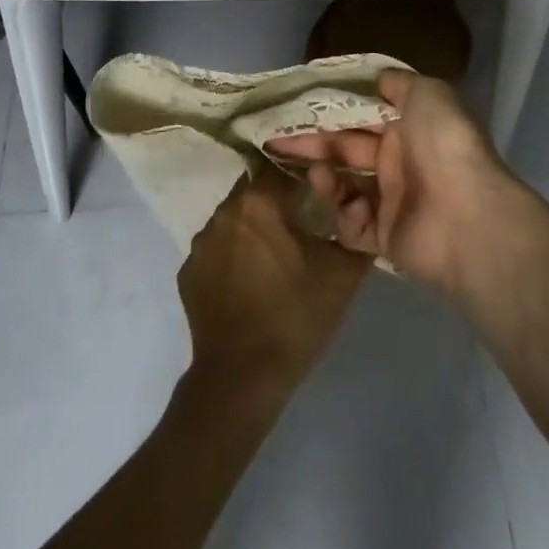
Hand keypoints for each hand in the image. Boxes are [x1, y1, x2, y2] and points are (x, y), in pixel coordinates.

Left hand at [177, 171, 368, 393]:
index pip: (283, 170)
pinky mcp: (187, 272)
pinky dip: (232, 257)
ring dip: (253, 230)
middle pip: (255, 191)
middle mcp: (225, 211)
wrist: (242, 378)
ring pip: (234, 220)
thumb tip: (360, 210)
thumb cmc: (295, 316)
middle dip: (277, 203)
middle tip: (301, 228)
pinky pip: (216, 251)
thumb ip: (355, 231)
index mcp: (260, 201)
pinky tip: (249, 284)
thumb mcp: (343, 274)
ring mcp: (201, 242)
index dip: (303, 181)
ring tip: (275, 259)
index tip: (320, 199)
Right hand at [265, 70, 525, 290]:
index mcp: (407, 127)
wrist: (469, 216)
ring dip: (326, 179)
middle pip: (345, 149)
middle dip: (312, 143)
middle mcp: (398, 162)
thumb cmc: (444, 145)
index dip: (329, 110)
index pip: (360, 115)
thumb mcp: (428, 93)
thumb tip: (377, 77)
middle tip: (276, 140)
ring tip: (319, 175)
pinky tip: (355, 209)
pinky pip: (354, 227)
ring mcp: (392, 202)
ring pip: (343, 187)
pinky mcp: (386, 239)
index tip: (295, 107)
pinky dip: (348, 217)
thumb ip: (399, 83)